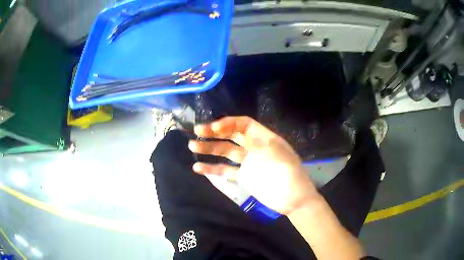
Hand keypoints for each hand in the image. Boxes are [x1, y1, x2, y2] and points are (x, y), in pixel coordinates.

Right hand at [188, 116, 317, 213]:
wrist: (293, 199)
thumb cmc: (287, 173)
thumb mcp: (273, 152)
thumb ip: (253, 141)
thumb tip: (234, 130)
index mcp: (264, 138)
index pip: (243, 124)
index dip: (228, 123)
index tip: (213, 128)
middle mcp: (254, 147)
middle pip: (231, 136)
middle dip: (214, 132)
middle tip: (197, 131)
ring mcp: (247, 163)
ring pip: (225, 152)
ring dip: (209, 148)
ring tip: (192, 146)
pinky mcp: (243, 177)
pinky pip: (225, 170)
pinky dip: (212, 168)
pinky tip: (198, 167)